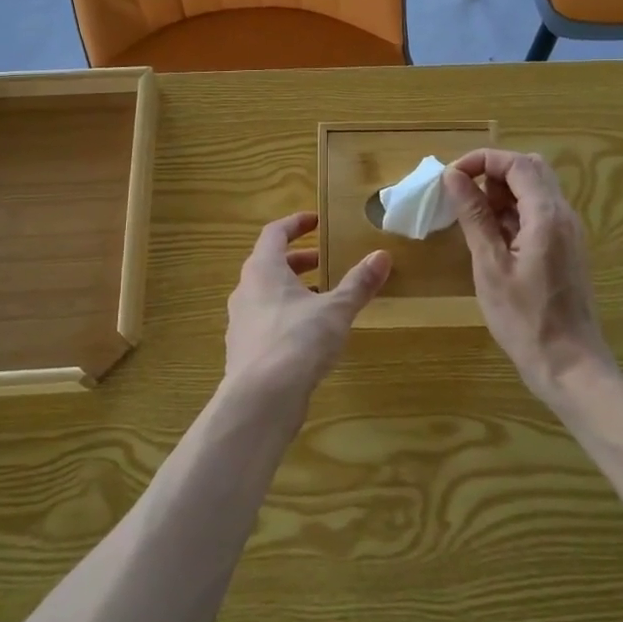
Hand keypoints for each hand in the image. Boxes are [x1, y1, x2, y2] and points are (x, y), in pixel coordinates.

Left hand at [223, 211, 390, 400]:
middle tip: (324, 261)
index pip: (274, 233)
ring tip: (322, 299)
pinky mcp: (244, 351)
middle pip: (269, 264)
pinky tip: (308, 335)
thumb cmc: (297, 341)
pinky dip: (285, 317)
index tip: (316, 221)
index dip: (295, 224)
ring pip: (266, 295)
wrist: (260, 400)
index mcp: (263, 269)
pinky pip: (265, 322)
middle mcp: (245, 290)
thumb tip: (382, 255)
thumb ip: (358, 283)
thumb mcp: (336, 310)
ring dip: (292, 290)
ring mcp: (241, 322)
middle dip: (298, 260)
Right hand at [440, 150, 612, 403]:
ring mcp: (568, 232)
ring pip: (536, 191)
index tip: (451, 177)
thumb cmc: (525, 319)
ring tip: (472, 219)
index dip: (482, 160)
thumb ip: (474, 216)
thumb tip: (454, 176)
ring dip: (503, 193)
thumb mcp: (490, 265)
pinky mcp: (566, 249)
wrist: (569, 366)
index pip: (517, 163)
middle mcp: (563, 215)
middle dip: (493, 173)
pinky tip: (492, 239)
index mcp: (547, 215)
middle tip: (463, 195)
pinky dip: (513, 213)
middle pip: (530, 170)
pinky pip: (539, 213)